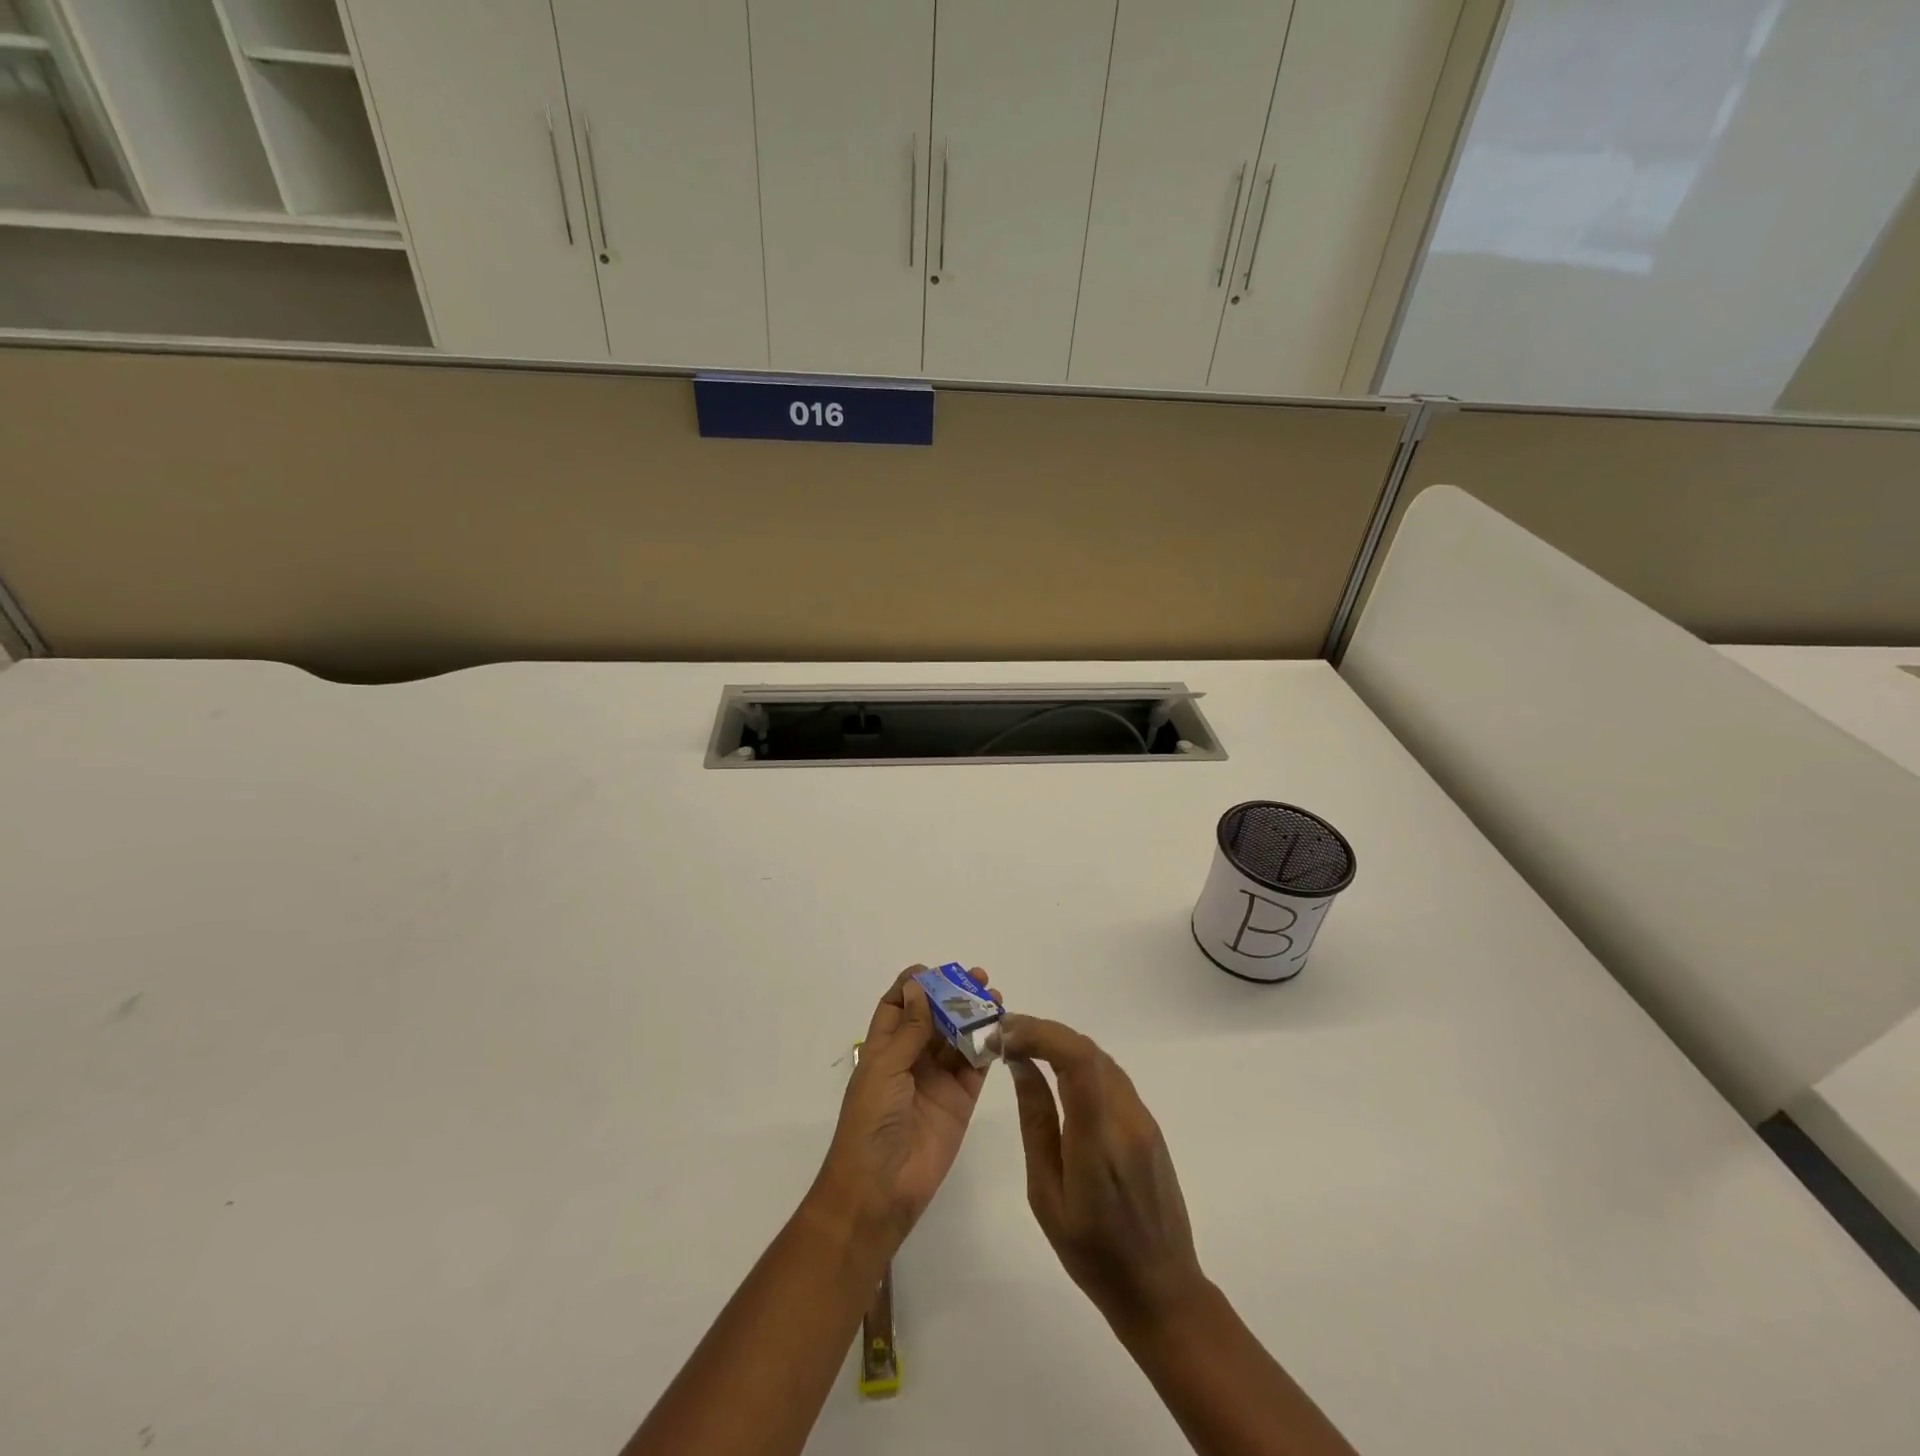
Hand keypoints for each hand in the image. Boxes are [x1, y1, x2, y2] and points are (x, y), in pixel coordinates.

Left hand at [811, 967, 999, 1253]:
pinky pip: (976, 1066)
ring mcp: (937, 1080)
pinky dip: (988, 1046)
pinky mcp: (960, 1100)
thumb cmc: (871, 1121)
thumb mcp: (885, 1067)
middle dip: (953, 995)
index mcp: (884, 1048)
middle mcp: (911, 1059)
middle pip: (934, 1017)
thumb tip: (918, 985)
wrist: (880, 1189)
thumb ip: (909, 1029)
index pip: (897, 1006)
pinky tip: (1001, 1028)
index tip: (936, 969)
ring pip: (958, 1038)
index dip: (913, 985)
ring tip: (995, 997)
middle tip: (978, 978)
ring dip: (974, 1016)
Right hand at [1002, 1014, 1207, 1331]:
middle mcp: (1126, 1118)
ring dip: (1061, 1043)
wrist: (1162, 1290)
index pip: (1077, 1060)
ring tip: (1024, 1048)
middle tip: (1005, 1036)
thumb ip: (1036, 1124)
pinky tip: (1057, 1073)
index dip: (1040, 1033)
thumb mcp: (1047, 1196)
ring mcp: (1143, 1119)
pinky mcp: (1149, 1125)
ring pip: (1100, 1058)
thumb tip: (1022, 1066)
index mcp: (1098, 1141)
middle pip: (1087, 1050)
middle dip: (1043, 1032)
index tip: (1005, 1034)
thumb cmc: (1093, 1255)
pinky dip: (1079, 1062)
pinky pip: (1111, 1077)